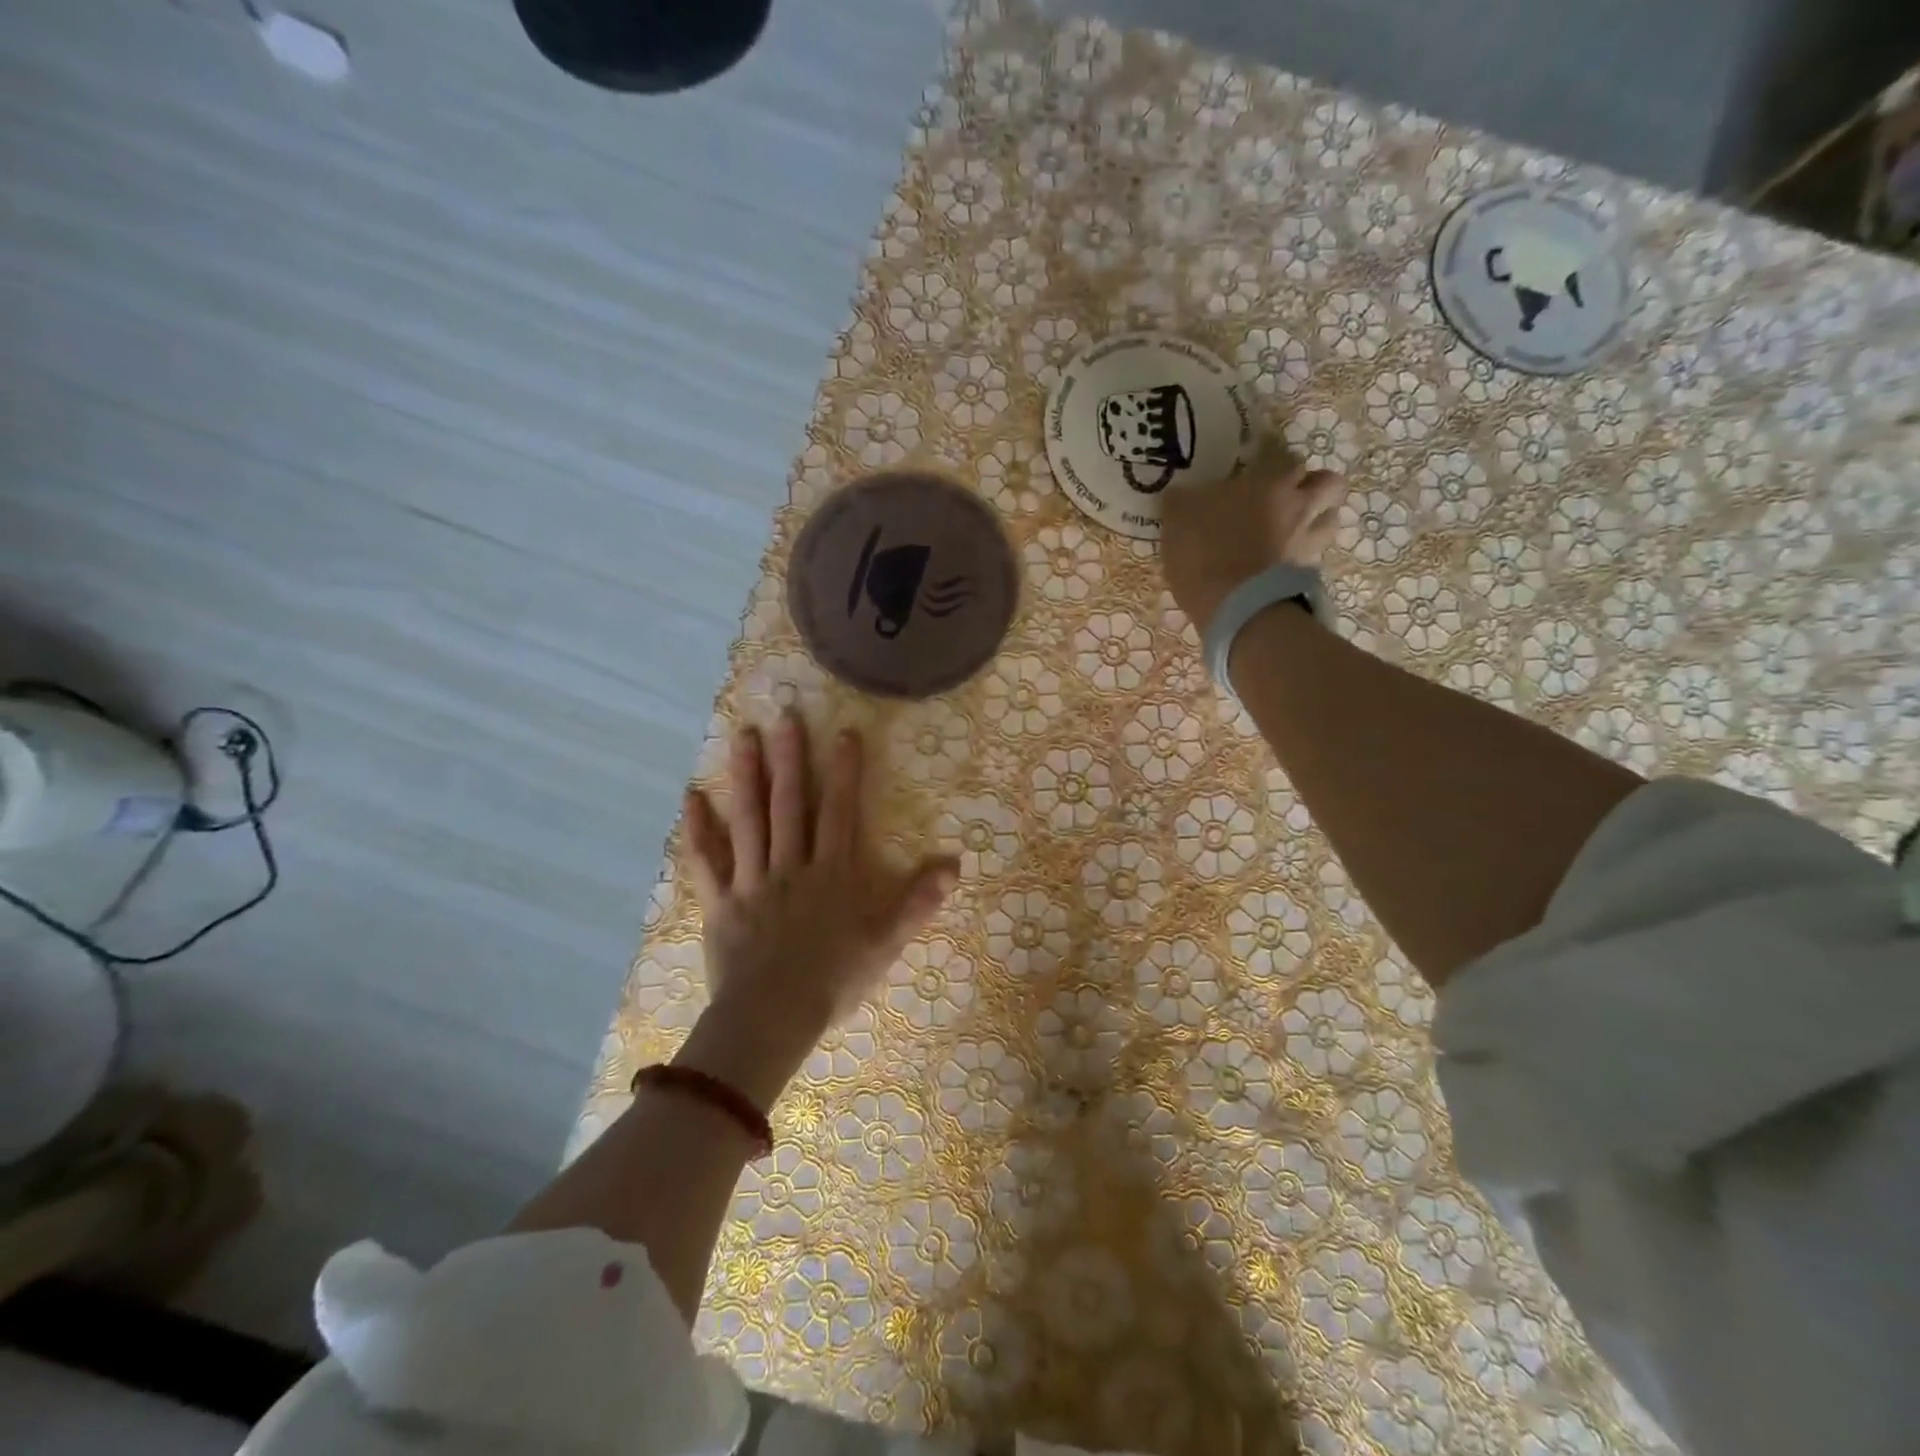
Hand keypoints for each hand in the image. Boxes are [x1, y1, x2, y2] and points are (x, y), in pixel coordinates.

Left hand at [675, 713, 958, 1106]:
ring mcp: (752, 881)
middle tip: (784, 716)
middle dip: (789, 758)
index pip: (839, 812)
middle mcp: (791, 866)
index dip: (844, 772)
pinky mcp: (721, 903)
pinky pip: (706, 862)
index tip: (844, 733)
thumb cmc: (834, 980)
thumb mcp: (886, 943)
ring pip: (749, 820)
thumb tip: (955, 863)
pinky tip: (691, 797)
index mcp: (831, 873)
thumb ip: (918, 901)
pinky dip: (697, 830)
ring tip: (743, 736)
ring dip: (746, 776)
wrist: (772, 1018)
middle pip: (789, 804)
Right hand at [1160, 445, 1346, 636]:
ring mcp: (1309, 542)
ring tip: (1295, 533)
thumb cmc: (1205, 552)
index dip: (1280, 471)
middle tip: (1292, 500)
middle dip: (1315, 488)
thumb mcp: (1177, 519)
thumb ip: (1182, 501)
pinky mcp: (1309, 576)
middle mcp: (1299, 507)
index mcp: (1270, 485)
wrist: (1235, 606)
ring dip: (1318, 522)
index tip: (1263, 481)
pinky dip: (1303, 559)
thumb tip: (1181, 495)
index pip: (1291, 464)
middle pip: (1331, 485)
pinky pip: (1315, 559)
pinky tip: (1283, 567)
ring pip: (1331, 521)